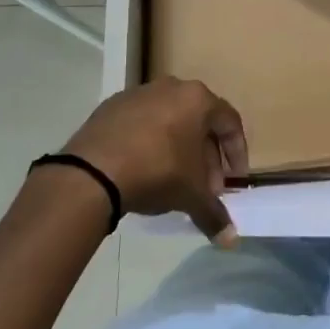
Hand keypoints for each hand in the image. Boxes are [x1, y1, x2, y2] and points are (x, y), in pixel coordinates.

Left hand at [58, 78, 248, 244]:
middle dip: (206, 157)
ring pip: (170, 121)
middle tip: (206, 187)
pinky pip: (142, 123)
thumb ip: (213, 214)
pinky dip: (150, 143)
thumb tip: (230, 240)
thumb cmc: (156, 171)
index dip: (237, 153)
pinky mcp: (111, 106)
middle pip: (199, 122)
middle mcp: (171, 87)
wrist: (92, 171)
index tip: (235, 179)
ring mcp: (138, 94)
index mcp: (197, 99)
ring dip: (179, 149)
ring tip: (175, 180)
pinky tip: (143, 169)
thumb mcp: (190, 195)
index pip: (229, 123)